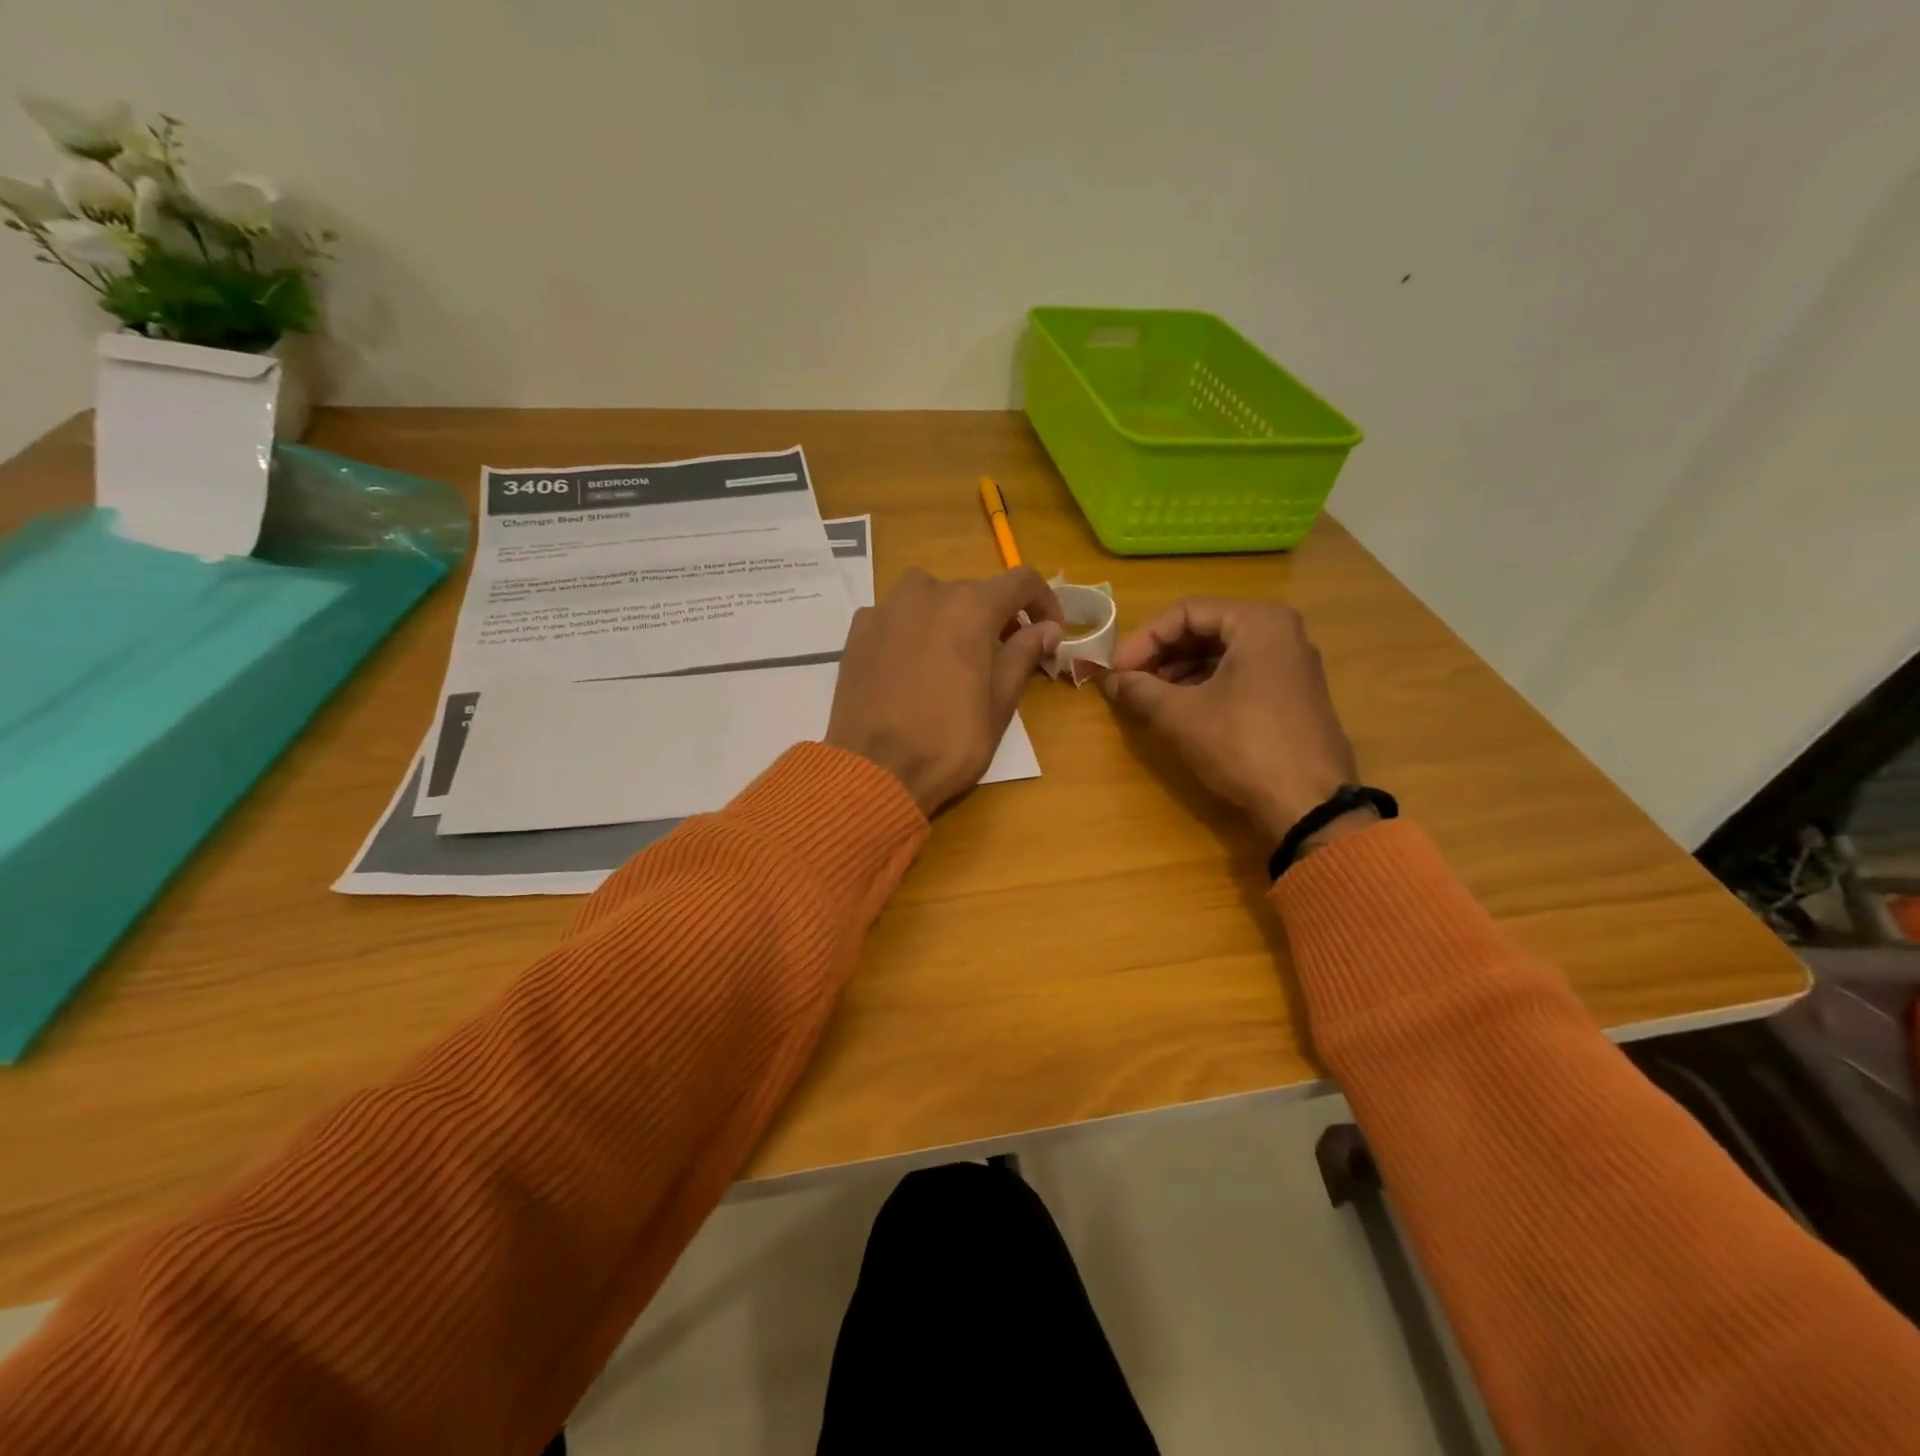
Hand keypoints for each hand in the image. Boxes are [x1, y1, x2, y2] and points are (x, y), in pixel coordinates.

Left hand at [827, 567, 1063, 815]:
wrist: (875, 772)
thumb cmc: (949, 742)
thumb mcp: (999, 703)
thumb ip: (1024, 654)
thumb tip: (1046, 628)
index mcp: (970, 606)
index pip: (1021, 582)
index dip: (1044, 603)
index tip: (1050, 632)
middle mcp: (926, 592)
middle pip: (974, 592)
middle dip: (995, 619)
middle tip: (1003, 657)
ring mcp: (886, 608)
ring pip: (931, 600)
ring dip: (951, 620)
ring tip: (954, 660)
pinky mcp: (858, 630)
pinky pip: (897, 618)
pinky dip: (914, 632)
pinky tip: (912, 669)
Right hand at [1101, 598, 1364, 848]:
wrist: (1308, 804)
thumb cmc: (1242, 746)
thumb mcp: (1179, 715)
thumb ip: (1138, 689)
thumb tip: (1108, 679)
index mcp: (1258, 623)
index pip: (1186, 612)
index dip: (1143, 638)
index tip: (1115, 668)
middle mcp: (1281, 633)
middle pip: (1205, 629)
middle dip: (1161, 654)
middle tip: (1128, 680)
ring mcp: (1291, 665)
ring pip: (1222, 653)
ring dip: (1179, 671)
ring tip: (1148, 697)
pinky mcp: (1292, 695)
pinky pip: (1240, 674)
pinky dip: (1205, 685)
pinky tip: (1180, 709)